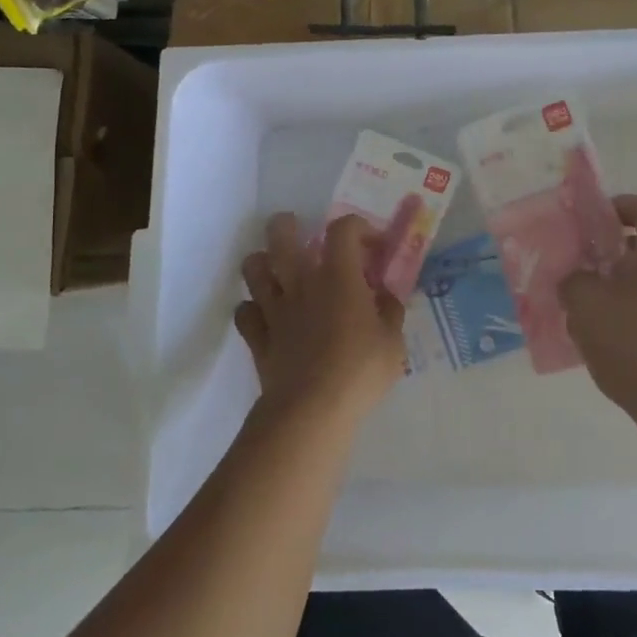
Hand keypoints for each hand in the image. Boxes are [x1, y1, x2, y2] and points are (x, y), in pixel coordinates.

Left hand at [235, 213, 406, 423]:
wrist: (311, 410)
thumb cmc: (360, 370)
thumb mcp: (393, 341)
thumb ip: (390, 311)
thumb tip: (387, 296)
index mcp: (339, 276)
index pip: (343, 229)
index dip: (359, 227)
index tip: (373, 246)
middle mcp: (301, 282)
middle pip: (281, 234)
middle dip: (289, 226)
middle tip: (303, 233)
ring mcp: (274, 308)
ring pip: (253, 268)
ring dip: (263, 262)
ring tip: (278, 271)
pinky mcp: (257, 336)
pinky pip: (244, 312)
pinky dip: (252, 309)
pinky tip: (266, 316)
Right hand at [560, 195, 636, 439]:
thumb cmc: (634, 340)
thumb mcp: (586, 303)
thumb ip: (573, 281)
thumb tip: (577, 279)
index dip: (623, 206)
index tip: (594, 221)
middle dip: (610, 255)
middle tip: (579, 268)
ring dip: (614, 289)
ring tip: (582, 309)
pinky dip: (626, 317)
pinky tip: (601, 341)